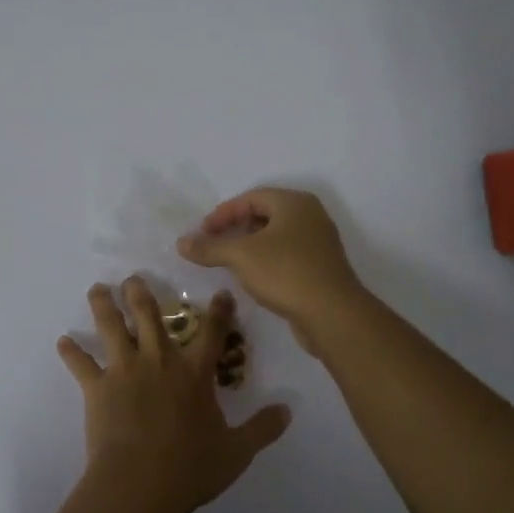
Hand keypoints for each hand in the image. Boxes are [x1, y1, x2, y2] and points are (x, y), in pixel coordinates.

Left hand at [56, 277, 290, 512]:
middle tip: (133, 279)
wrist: (140, 484)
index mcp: (194, 373)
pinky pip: (80, 364)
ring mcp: (125, 370)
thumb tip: (289, 410)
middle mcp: (159, 361)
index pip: (211, 333)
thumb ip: (263, 428)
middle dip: (141, 293)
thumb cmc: (191, 468)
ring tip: (97, 289)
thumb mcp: (237, 451)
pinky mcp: (97, 387)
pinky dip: (71, 352)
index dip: (218, 311)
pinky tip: (62, 341)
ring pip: (112, 327)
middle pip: (149, 316)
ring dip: (104, 306)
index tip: (220, 292)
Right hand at [177, 188, 364, 351]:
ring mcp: (319, 243)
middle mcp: (311, 216)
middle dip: (236, 229)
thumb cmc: (286, 272)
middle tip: (214, 245)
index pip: (251, 198)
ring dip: (250, 247)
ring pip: (276, 237)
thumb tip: (181, 243)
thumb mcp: (240, 256)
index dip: (223, 213)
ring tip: (229, 262)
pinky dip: (266, 261)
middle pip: (265, 215)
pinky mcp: (321, 268)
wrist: (332, 314)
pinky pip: (287, 256)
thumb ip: (209, 247)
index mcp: (294, 203)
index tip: (202, 232)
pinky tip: (253, 278)